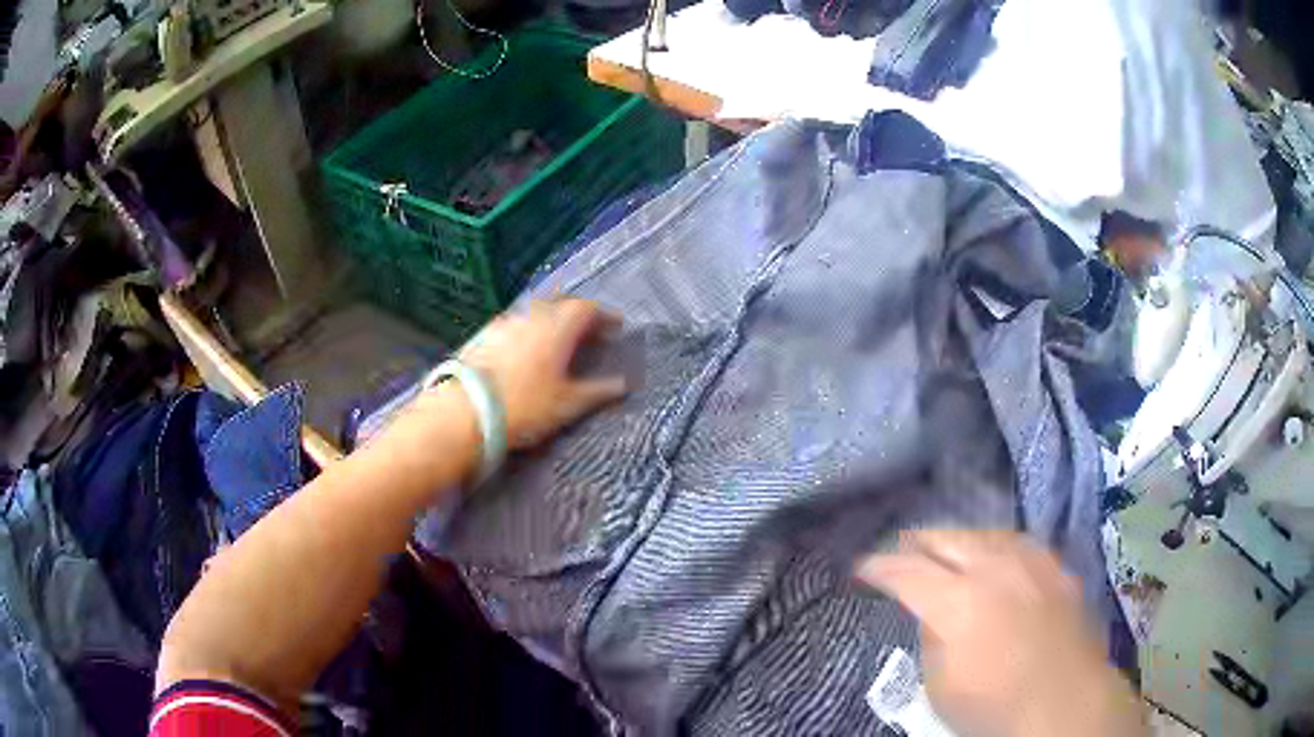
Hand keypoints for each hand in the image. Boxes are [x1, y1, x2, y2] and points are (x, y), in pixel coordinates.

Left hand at [458, 298, 626, 449]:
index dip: (604, 316)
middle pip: (560, 303)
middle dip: (577, 313)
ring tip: (557, 338)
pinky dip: (527, 330)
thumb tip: (623, 385)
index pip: (587, 309)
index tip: (615, 327)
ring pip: (534, 312)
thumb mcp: (568, 404)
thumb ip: (598, 391)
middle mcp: (532, 316)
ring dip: (550, 319)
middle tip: (588, 330)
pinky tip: (523, 348)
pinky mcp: (482, 335)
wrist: (466, 412)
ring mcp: (504, 323)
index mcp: (558, 327)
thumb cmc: (525, 406)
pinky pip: (513, 324)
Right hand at [857, 530, 1146, 736]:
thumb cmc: (993, 705)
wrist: (1064, 702)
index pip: (906, 572)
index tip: (860, 569)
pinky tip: (995, 556)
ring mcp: (1031, 563)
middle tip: (897, 550)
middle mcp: (994, 568)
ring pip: (985, 533)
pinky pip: (1019, 544)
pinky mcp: (1056, 568)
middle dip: (915, 543)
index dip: (878, 568)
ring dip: (958, 539)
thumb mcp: (940, 685)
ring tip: (945, 547)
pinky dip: (997, 546)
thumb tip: (934, 614)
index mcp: (957, 601)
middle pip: (946, 539)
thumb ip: (932, 639)